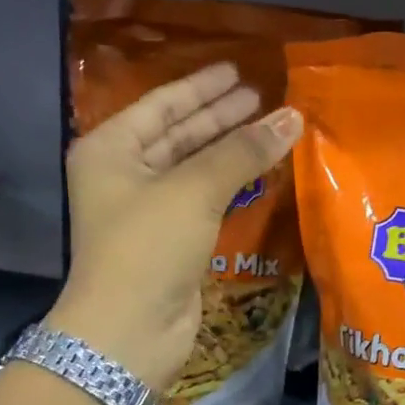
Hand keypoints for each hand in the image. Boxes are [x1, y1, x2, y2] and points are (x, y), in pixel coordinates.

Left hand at [46, 63, 303, 392]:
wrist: (129, 332)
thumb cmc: (148, 247)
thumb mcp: (193, 189)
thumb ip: (243, 151)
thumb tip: (293, 116)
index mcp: (111, 149)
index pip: (161, 105)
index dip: (202, 87)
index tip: (239, 72)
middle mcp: (125, 174)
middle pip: (179, 133)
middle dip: (221, 116)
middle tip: (262, 97)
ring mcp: (148, 208)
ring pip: (195, 167)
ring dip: (232, 149)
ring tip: (272, 127)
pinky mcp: (172, 239)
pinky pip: (206, 198)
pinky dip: (232, 183)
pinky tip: (262, 170)